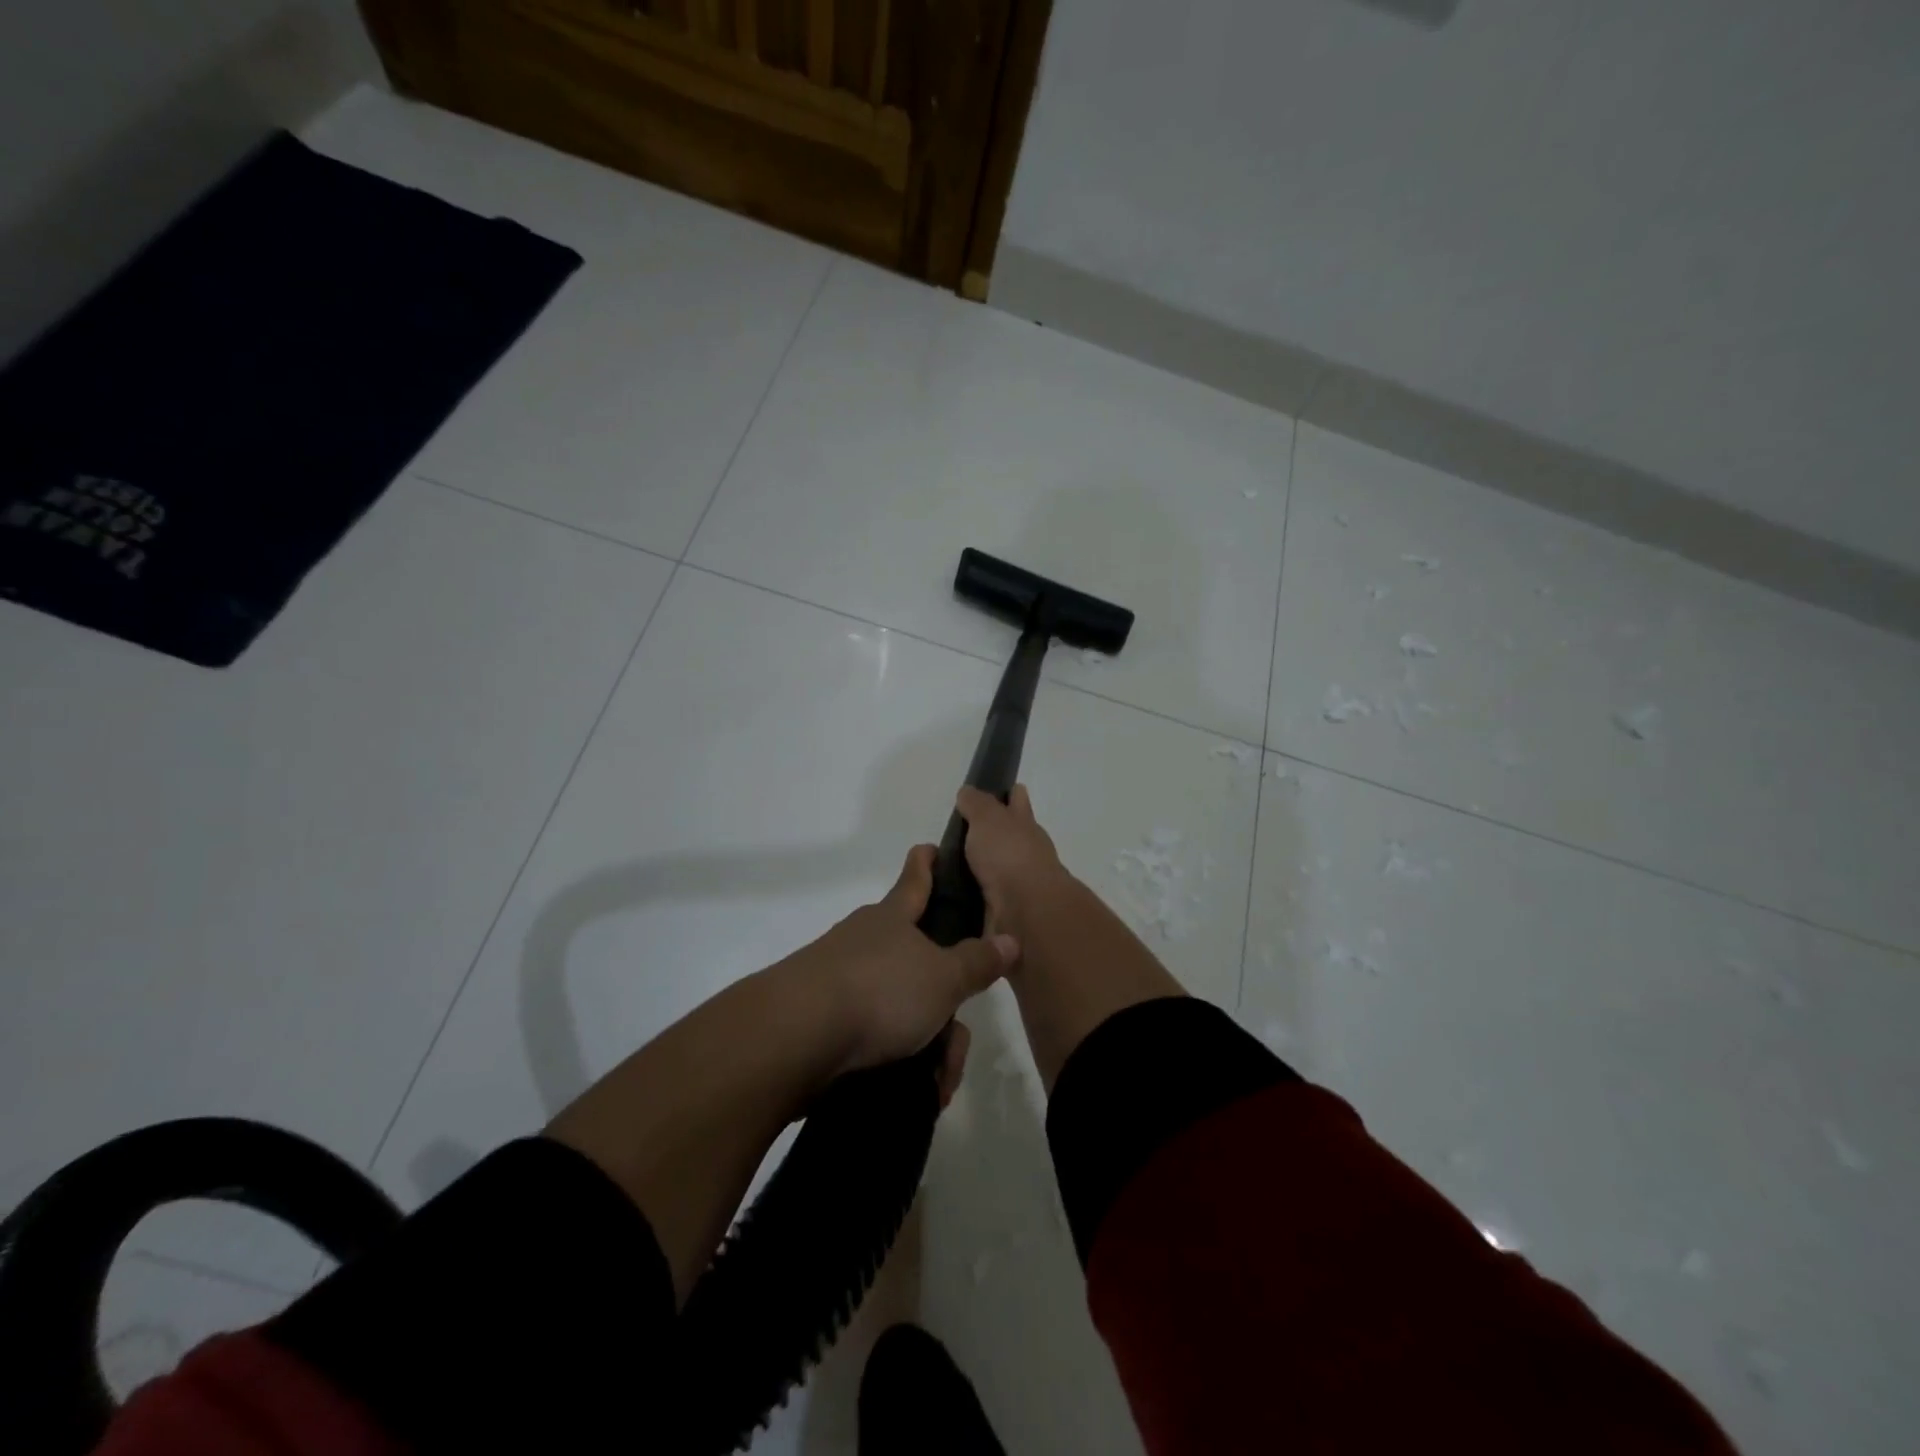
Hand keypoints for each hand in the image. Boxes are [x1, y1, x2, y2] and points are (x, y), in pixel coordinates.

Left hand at [779, 845, 1018, 1099]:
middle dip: (944, 996)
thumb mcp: (942, 977)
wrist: (795, 1038)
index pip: (915, 880)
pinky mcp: (825, 1020)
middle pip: (917, 959)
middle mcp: (866, 941)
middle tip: (958, 1033)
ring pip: (901, 1004)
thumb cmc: (879, 990)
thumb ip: (977, 961)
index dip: (926, 863)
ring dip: (927, 1041)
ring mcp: (841, 979)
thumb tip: (1010, 939)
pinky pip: (876, 1035)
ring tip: (939, 1079)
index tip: (929, 847)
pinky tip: (914, 1088)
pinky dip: (900, 1059)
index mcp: (892, 918)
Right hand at [955, 785, 1067, 935]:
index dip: (1013, 795)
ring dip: (983, 870)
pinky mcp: (1008, 912)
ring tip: (950, 871)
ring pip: (999, 871)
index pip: (1018, 803)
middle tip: (963, 837)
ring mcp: (1020, 884)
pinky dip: (976, 897)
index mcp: (1024, 825)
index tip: (1007, 790)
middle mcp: (1026, 853)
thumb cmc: (1009, 855)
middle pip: (1011, 839)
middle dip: (996, 836)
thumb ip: (977, 804)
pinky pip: (988, 899)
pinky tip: (955, 899)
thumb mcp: (988, 818)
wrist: (1027, 910)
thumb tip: (968, 791)